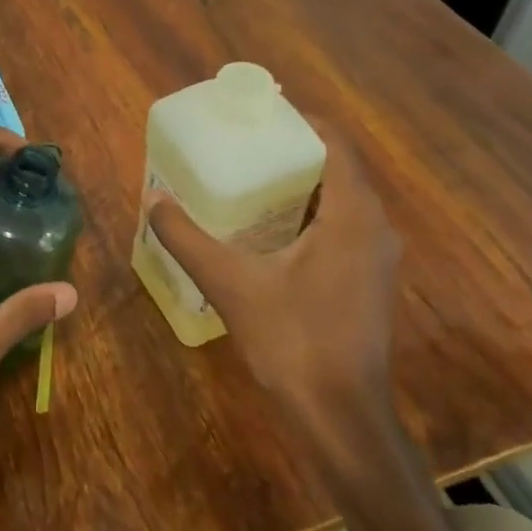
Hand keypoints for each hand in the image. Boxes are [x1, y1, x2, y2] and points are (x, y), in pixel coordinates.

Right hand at [148, 118, 400, 431]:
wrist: (340, 418)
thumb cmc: (292, 341)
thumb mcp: (230, 283)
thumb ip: (188, 238)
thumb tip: (154, 199)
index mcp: (353, 215)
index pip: (336, 143)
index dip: (302, 121)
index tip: (261, 112)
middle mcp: (375, 228)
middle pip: (338, 168)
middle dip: (294, 150)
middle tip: (246, 143)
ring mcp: (377, 258)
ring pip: (342, 200)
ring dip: (303, 184)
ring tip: (252, 176)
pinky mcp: (369, 282)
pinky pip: (343, 227)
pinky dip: (312, 214)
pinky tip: (271, 229)